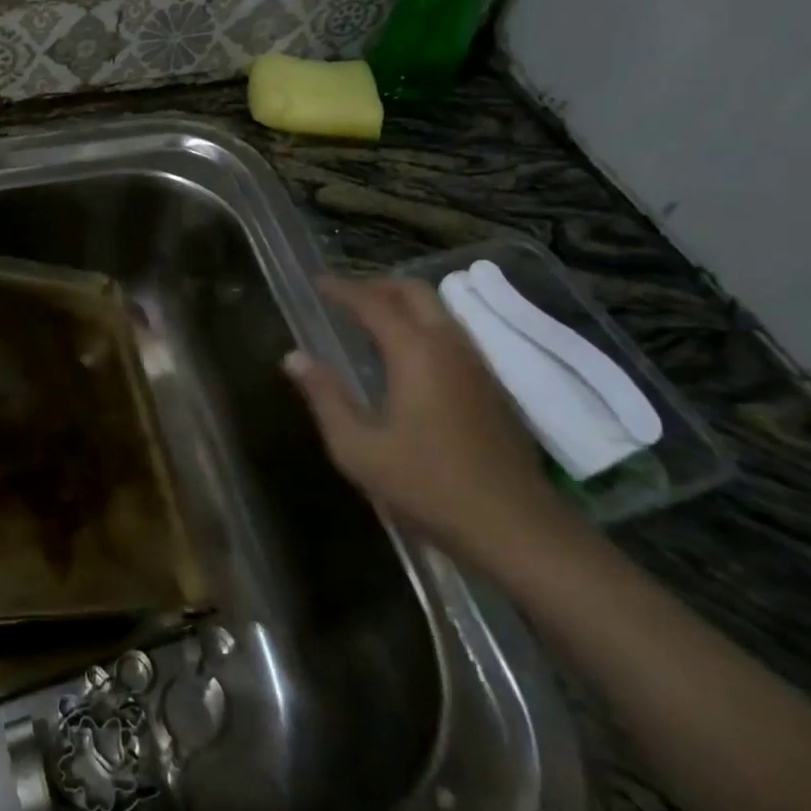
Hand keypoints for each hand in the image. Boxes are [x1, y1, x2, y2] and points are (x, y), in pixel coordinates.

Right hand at [283, 275, 576, 569]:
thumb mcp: (358, 449)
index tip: (316, 282)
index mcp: (415, 352)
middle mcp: (449, 345)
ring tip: (370, 322)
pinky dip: (422, 326)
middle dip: (376, 285)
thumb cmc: (428, 486)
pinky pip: (451, 334)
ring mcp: (476, 365)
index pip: (372, 302)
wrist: (516, 529)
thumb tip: (294, 357)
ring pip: (438, 310)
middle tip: (344, 297)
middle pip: (414, 291)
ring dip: (402, 304)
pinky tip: (406, 358)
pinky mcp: (491, 387)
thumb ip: (325, 397)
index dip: (341, 288)